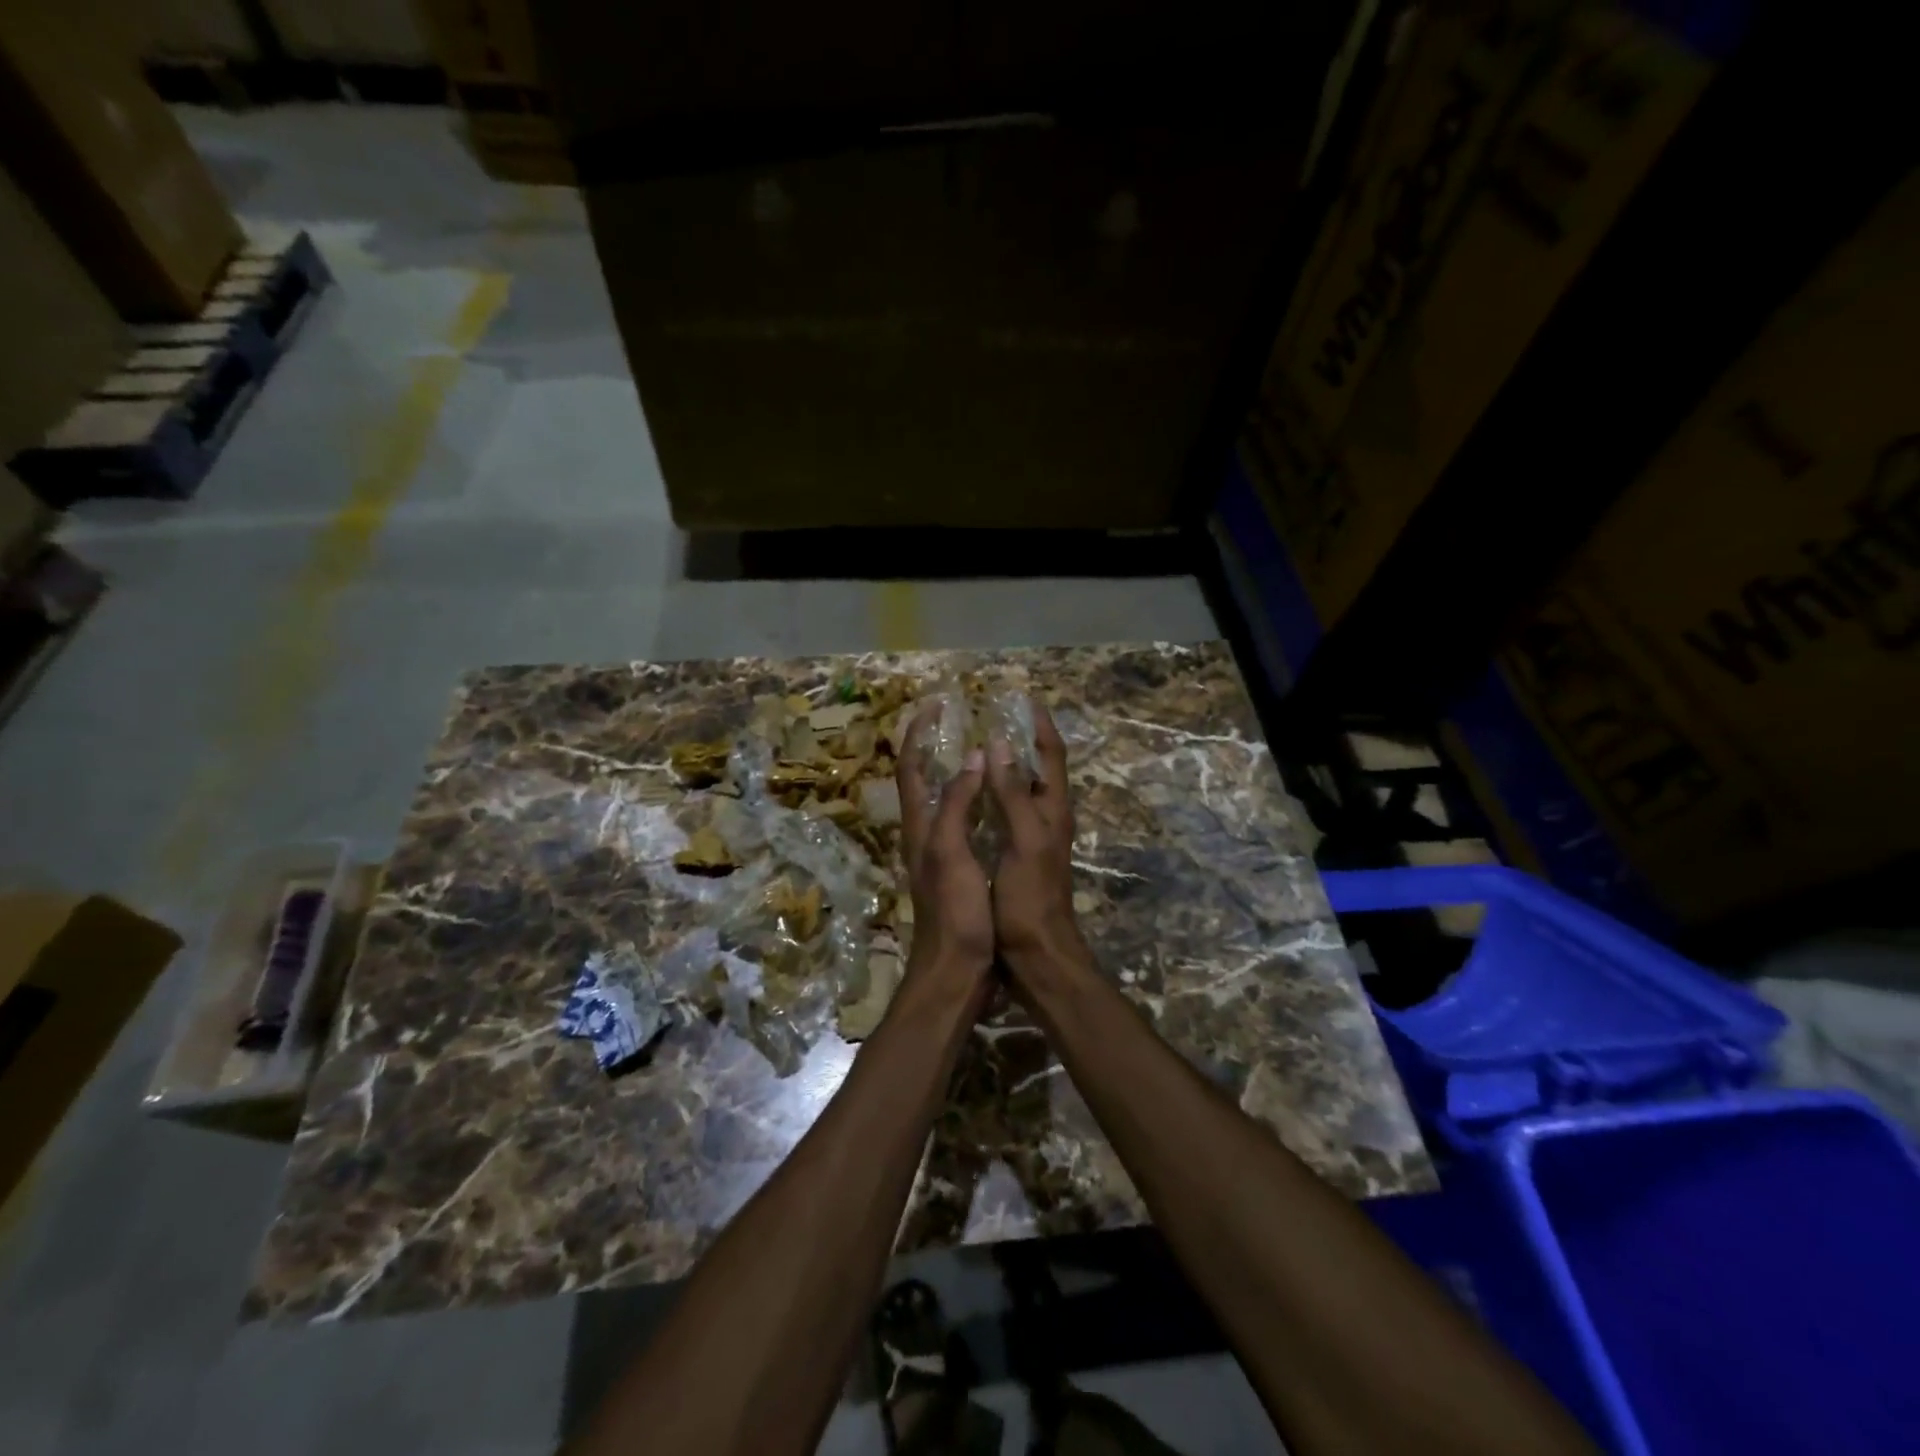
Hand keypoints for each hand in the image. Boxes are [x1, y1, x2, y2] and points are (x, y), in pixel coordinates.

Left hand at [895, 705, 993, 993]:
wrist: (957, 970)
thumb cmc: (954, 912)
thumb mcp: (952, 852)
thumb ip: (958, 804)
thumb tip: (973, 756)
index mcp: (920, 827)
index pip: (911, 768)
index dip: (918, 734)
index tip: (936, 705)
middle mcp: (927, 834)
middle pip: (924, 780)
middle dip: (936, 746)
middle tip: (962, 721)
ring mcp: (943, 853)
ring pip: (946, 800)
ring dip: (958, 771)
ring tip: (984, 749)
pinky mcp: (961, 870)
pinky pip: (966, 822)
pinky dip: (977, 801)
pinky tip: (997, 800)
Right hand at [982, 701, 1085, 977]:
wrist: (1036, 952)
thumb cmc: (1030, 897)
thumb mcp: (1023, 841)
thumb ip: (1012, 794)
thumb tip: (1000, 744)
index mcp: (1053, 810)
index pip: (1052, 756)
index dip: (1041, 726)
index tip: (1024, 700)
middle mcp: (1046, 818)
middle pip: (1038, 768)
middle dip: (1021, 740)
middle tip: (993, 717)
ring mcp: (1033, 837)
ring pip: (1021, 790)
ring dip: (1006, 765)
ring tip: (979, 745)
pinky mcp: (1017, 854)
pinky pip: (1006, 812)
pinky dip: (993, 793)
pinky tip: (972, 794)